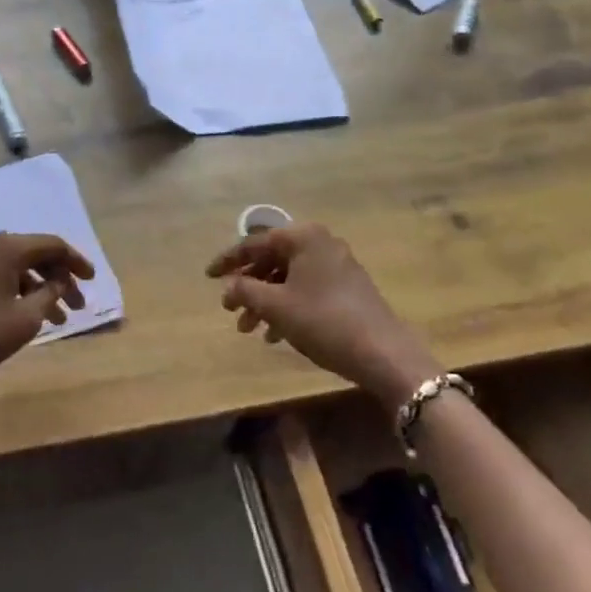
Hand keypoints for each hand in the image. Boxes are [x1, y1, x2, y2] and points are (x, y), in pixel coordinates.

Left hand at [0, 232, 94, 415]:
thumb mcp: (24, 320)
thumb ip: (49, 296)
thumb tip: (59, 282)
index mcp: (5, 247)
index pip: (52, 244)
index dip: (76, 262)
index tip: (93, 281)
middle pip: (34, 253)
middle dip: (59, 278)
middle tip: (77, 305)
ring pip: (16, 267)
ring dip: (40, 288)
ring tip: (58, 318)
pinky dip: (18, 292)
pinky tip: (28, 316)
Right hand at [206, 223, 437, 404]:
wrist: (383, 353)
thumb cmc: (323, 321)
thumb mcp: (276, 306)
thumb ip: (245, 290)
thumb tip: (227, 286)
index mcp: (304, 238)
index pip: (255, 242)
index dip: (228, 261)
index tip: (207, 276)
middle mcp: (321, 244)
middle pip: (272, 259)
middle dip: (248, 285)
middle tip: (229, 308)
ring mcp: (337, 266)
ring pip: (288, 278)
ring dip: (265, 300)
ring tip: (248, 329)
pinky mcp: (347, 288)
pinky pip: (306, 289)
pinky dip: (286, 306)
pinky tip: (275, 335)